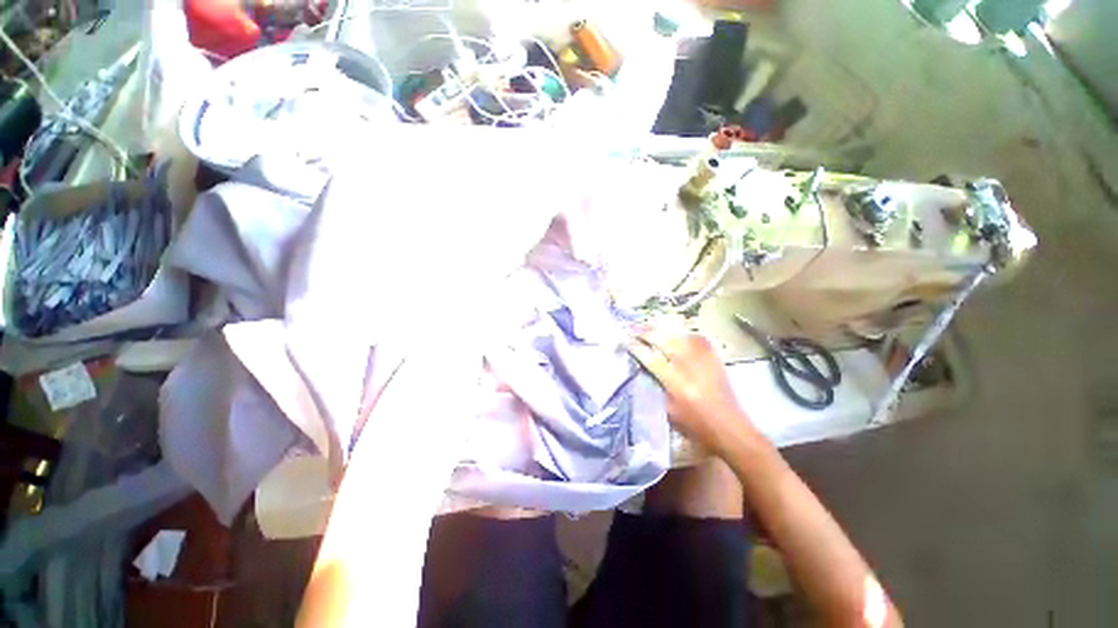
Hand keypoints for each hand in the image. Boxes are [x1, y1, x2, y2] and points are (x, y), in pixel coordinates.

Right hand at [628, 328, 755, 455]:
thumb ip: (654, 387)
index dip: (636, 347)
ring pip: (678, 334)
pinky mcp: (714, 356)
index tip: (625, 339)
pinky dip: (680, 333)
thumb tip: (642, 367)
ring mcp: (703, 358)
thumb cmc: (695, 425)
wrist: (730, 427)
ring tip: (647, 326)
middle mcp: (689, 366)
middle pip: (663, 340)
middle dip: (645, 331)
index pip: (650, 358)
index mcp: (676, 383)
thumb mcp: (668, 411)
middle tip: (631, 326)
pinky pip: (694, 337)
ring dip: (661, 329)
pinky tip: (673, 332)